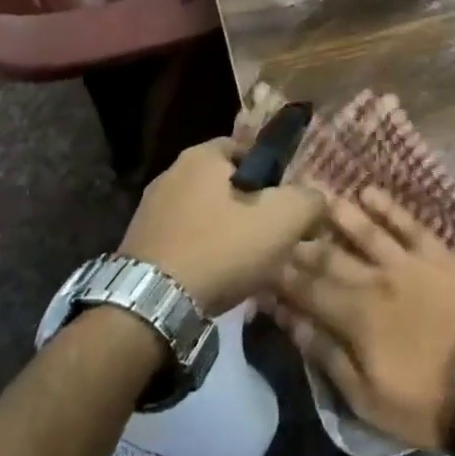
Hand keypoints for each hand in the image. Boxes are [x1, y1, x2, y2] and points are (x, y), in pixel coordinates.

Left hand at [118, 139, 323, 315]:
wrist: (151, 306)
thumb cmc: (221, 248)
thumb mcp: (283, 219)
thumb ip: (309, 200)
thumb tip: (316, 198)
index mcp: (202, 155)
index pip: (248, 149)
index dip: (273, 175)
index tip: (286, 205)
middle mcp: (171, 172)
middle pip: (226, 183)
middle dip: (249, 206)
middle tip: (270, 237)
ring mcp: (149, 209)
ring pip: (204, 213)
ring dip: (224, 232)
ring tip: (244, 264)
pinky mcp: (138, 244)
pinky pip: (183, 240)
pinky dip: (201, 254)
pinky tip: (214, 279)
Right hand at [270, 186, 454, 449]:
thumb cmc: (424, 400)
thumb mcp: (365, 397)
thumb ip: (326, 355)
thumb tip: (290, 321)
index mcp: (354, 316)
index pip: (306, 289)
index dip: (280, 277)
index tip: (259, 264)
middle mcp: (374, 279)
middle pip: (329, 255)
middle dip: (301, 242)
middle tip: (279, 226)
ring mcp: (407, 262)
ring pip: (365, 230)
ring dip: (339, 214)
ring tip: (316, 195)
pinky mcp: (436, 254)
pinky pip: (408, 223)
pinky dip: (388, 207)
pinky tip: (369, 192)